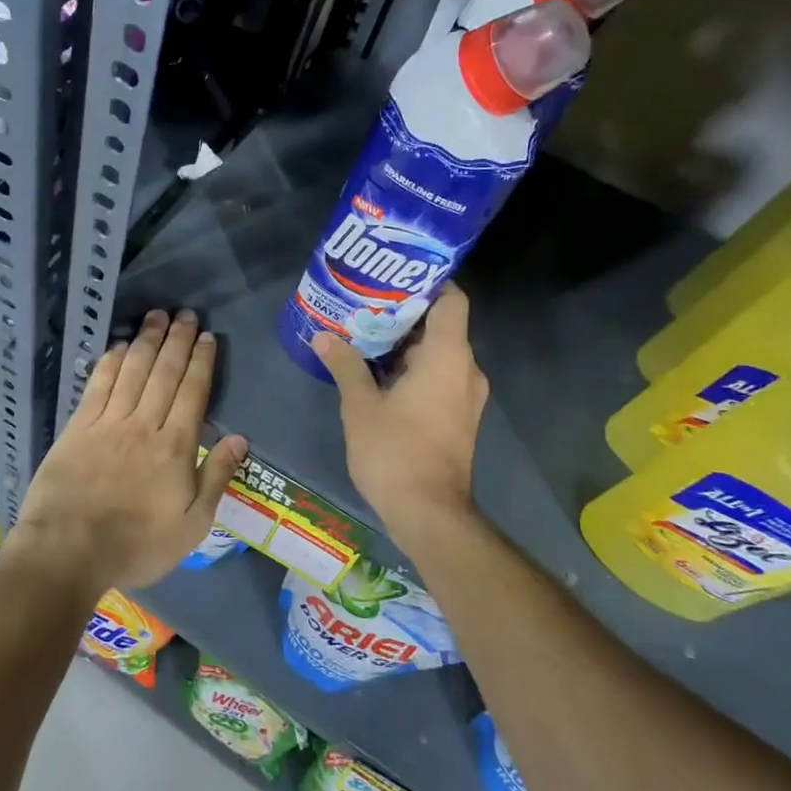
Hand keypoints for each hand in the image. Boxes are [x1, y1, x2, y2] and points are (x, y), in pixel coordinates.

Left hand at [8, 309, 248, 593]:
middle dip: (177, 340)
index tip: (206, 336)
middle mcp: (144, 424)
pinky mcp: (78, 427)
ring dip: (146, 341)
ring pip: (133, 371)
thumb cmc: (137, 544)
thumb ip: (216, 477)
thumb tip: (240, 438)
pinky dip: (111, 362)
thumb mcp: (192, 524)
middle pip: (164, 373)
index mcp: (176, 446)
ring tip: (156, 316)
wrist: (69, 550)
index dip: (201, 361)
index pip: (193, 392)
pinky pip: (98, 385)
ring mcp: (108, 422)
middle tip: (185, 313)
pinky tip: (119, 346)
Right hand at [312, 285, 487, 536]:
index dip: (428, 282)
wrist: (428, 513)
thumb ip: (345, 365)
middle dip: (405, 314)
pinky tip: (378, 373)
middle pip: (442, 326)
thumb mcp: (360, 405)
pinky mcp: (459, 418)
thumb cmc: (394, 451)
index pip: (452, 299)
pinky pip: (439, 378)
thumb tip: (324, 337)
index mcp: (448, 356)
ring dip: (406, 345)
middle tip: (365, 305)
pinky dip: (414, 369)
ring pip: (439, 354)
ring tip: (365, 335)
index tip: (394, 277)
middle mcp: (466, 370)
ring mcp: (466, 396)